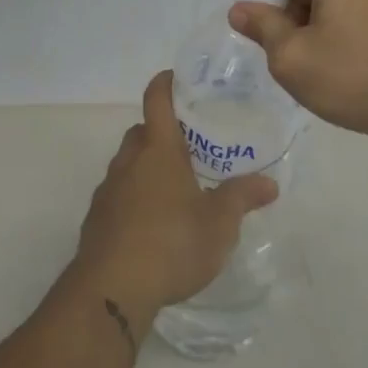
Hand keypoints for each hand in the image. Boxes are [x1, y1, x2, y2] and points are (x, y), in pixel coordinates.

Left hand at [68, 71, 279, 319]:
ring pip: (128, 163)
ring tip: (177, 188)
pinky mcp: (97, 218)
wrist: (112, 289)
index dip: (166, 83)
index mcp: (158, 151)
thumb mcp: (219, 224)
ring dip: (148, 166)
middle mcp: (129, 161)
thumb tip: (269, 183)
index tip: (179, 79)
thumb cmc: (171, 243)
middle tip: (192, 145)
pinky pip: (119, 193)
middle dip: (162, 132)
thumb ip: (242, 198)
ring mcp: (108, 189)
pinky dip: (135, 196)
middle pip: (142, 131)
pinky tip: (154, 223)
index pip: (156, 99)